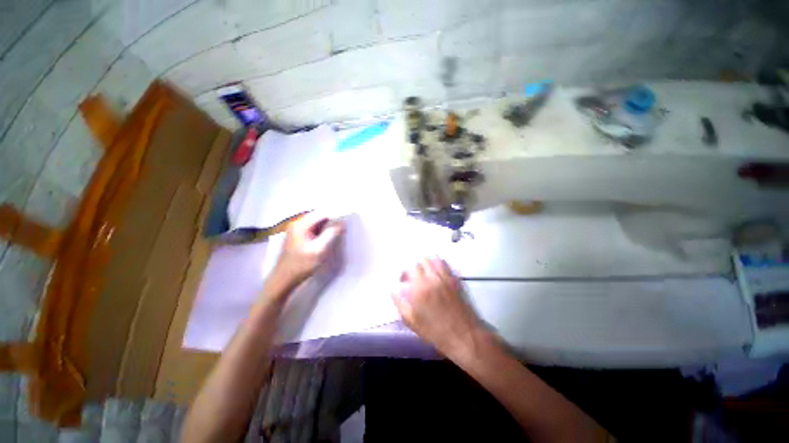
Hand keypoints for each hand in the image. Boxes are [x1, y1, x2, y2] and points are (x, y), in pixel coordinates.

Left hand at [273, 212, 344, 285]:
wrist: (284, 279)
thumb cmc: (301, 265)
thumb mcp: (319, 250)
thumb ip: (331, 234)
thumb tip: (342, 223)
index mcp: (301, 224)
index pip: (322, 212)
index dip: (335, 214)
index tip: (346, 220)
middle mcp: (297, 223)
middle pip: (319, 215)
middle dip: (332, 219)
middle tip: (343, 227)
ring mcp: (296, 229)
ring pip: (317, 222)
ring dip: (328, 225)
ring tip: (338, 231)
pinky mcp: (298, 236)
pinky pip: (313, 228)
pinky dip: (322, 230)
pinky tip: (328, 237)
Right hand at [392, 258, 482, 356]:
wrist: (463, 335)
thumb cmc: (435, 331)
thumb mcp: (411, 321)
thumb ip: (399, 302)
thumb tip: (393, 289)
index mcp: (419, 288)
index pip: (409, 268)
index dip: (404, 272)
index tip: (403, 281)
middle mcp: (432, 278)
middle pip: (421, 261)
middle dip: (415, 267)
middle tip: (413, 277)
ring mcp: (445, 277)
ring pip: (433, 259)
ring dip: (426, 264)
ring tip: (425, 273)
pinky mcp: (455, 279)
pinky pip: (445, 264)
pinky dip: (438, 264)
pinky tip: (436, 273)